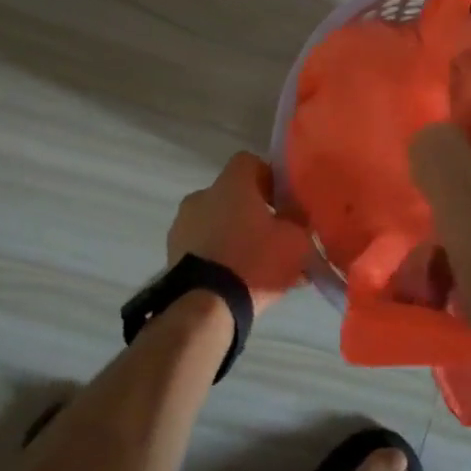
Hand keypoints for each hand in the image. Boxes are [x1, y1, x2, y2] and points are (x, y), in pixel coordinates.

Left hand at [167, 152, 313, 314]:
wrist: (205, 307)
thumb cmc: (254, 262)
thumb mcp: (296, 241)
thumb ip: (299, 223)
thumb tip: (296, 217)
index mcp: (230, 184)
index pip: (250, 162)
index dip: (269, 178)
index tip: (283, 202)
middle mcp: (201, 196)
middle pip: (232, 195)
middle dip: (252, 212)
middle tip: (273, 237)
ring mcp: (181, 225)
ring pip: (216, 223)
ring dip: (234, 236)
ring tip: (256, 266)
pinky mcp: (171, 254)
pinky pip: (203, 247)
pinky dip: (218, 257)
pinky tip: (236, 280)